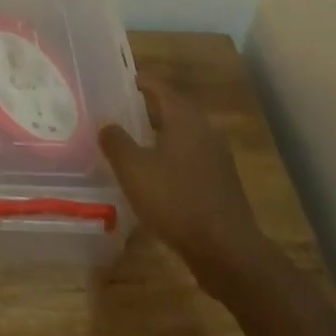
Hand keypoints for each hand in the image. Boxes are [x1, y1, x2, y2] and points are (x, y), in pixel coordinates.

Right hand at [100, 76, 274, 299]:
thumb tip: (106, 124)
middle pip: (171, 108)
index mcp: (184, 118)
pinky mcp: (221, 183)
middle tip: (119, 112)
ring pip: (182, 134)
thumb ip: (116, 142)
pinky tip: (155, 176)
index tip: (115, 82)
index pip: (157, 86)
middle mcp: (204, 129)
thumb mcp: (134, 170)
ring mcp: (217, 157)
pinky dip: (172, 157)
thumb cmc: (177, 201)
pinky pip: (191, 158)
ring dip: (159, 134)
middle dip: (146, 108)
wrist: (229, 254)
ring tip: (133, 142)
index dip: (136, 81)